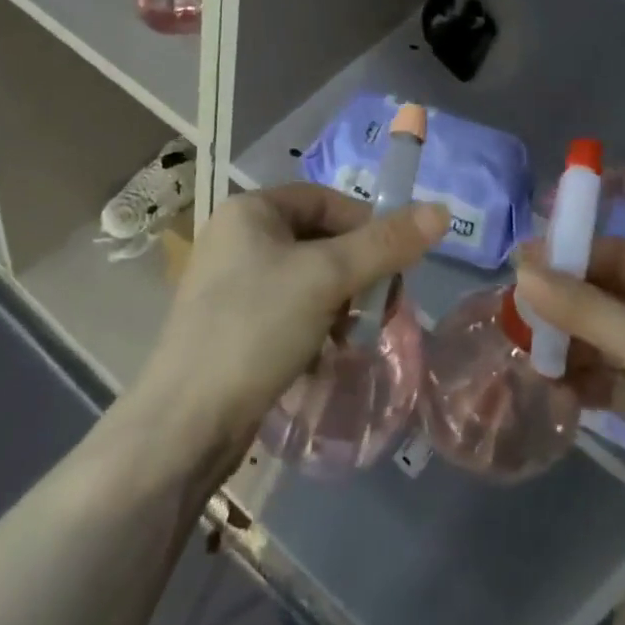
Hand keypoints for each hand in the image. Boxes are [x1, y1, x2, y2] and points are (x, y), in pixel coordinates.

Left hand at [136, 184, 449, 462]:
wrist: (184, 425)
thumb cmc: (256, 328)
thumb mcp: (328, 278)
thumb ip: (386, 244)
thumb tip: (441, 210)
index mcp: (251, 209)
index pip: (327, 200)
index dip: (367, 227)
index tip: (396, 266)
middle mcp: (237, 237)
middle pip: (319, 240)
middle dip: (356, 274)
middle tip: (381, 309)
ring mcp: (230, 283)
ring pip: (307, 279)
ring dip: (339, 304)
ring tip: (353, 339)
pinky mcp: (231, 325)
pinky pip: (288, 310)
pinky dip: (314, 327)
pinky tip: (325, 358)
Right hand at [515, 238, 624, 579]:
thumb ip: (588, 310)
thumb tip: (523, 269)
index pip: (618, 254)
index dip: (572, 253)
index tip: (523, 265)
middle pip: (605, 296)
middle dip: (563, 304)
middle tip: (516, 316)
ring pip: (602, 340)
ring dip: (568, 345)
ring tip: (533, 360)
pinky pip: (607, 382)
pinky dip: (581, 383)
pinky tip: (558, 395)